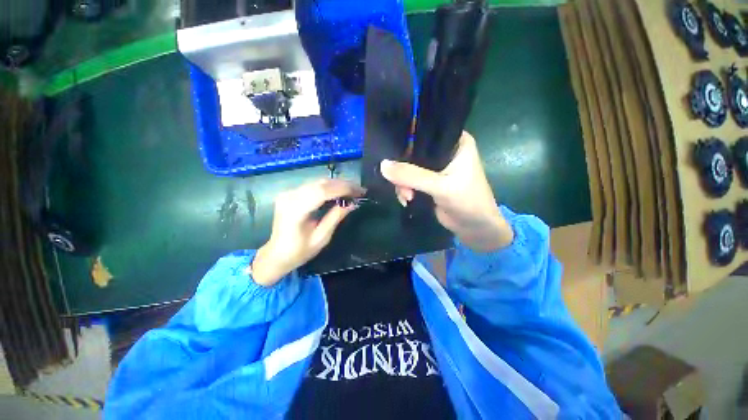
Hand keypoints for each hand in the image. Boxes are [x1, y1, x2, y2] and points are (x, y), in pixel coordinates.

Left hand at [251, 179, 364, 286]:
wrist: (276, 255)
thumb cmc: (299, 251)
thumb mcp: (321, 238)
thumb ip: (335, 217)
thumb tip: (353, 203)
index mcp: (295, 211)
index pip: (322, 191)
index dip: (343, 189)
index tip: (359, 192)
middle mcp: (290, 197)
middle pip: (320, 184)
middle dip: (342, 185)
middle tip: (359, 190)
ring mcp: (288, 193)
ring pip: (317, 182)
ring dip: (337, 184)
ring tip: (352, 190)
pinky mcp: (290, 193)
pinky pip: (313, 185)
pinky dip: (328, 187)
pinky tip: (338, 191)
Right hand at [380, 131, 513, 251]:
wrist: (474, 227)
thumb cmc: (467, 201)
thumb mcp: (440, 186)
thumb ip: (412, 176)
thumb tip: (383, 165)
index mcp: (455, 142)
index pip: (425, 132)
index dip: (406, 140)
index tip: (389, 152)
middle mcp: (444, 151)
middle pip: (413, 152)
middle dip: (402, 169)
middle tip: (400, 185)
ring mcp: (435, 168)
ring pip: (408, 168)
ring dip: (402, 183)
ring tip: (407, 197)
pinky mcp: (428, 182)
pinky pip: (408, 180)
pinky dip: (404, 189)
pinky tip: (406, 199)